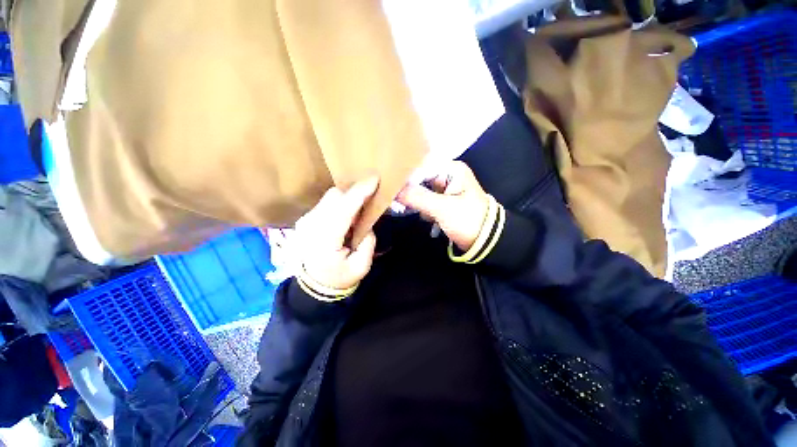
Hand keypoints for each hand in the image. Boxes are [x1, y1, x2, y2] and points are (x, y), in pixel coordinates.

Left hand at [294, 177, 378, 289]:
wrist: (314, 286)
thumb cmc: (340, 277)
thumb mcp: (362, 266)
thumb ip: (368, 241)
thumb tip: (366, 223)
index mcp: (325, 239)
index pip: (343, 208)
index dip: (359, 192)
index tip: (375, 180)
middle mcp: (311, 225)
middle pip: (334, 196)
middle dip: (354, 193)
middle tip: (369, 199)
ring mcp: (305, 221)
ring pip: (329, 197)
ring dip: (347, 198)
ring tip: (359, 210)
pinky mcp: (305, 220)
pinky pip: (326, 203)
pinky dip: (340, 204)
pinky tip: (347, 215)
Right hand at [396, 161, 488, 251]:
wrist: (486, 242)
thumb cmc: (468, 221)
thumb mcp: (443, 208)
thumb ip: (417, 197)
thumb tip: (393, 189)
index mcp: (451, 170)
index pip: (421, 167)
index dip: (405, 177)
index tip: (391, 188)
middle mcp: (447, 175)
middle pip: (419, 179)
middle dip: (410, 193)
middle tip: (398, 204)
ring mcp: (444, 189)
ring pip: (420, 191)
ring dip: (416, 203)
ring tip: (423, 215)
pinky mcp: (442, 202)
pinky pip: (425, 201)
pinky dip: (422, 209)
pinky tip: (429, 219)